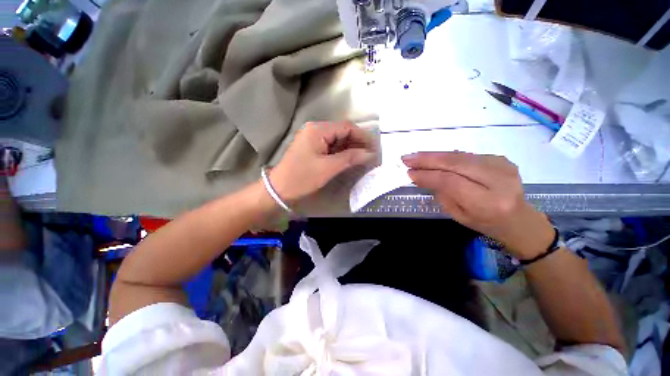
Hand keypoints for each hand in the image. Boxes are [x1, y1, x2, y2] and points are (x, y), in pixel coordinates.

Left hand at [270, 122, 375, 202]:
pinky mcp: (312, 147)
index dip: (362, 136)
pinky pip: (331, 146)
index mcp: (318, 129)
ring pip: (337, 139)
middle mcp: (315, 129)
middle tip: (371, 154)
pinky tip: (350, 159)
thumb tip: (370, 154)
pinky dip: (341, 152)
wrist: (279, 189)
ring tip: (363, 158)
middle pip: (342, 131)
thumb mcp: (328, 168)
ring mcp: (313, 138)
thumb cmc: (302, 178)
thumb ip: (350, 158)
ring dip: (350, 148)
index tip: (374, 148)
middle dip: (357, 142)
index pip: (346, 127)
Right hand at [402, 152, 554, 259]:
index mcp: (488, 202)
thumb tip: (422, 176)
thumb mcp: (459, 215)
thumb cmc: (485, 223)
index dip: (428, 175)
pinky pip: (466, 155)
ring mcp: (502, 166)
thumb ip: (441, 193)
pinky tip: (434, 158)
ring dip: (434, 155)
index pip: (451, 182)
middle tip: (407, 158)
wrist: (519, 219)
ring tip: (415, 156)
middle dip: (427, 159)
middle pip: (456, 163)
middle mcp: (498, 180)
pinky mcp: (500, 159)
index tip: (409, 173)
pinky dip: (447, 156)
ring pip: (459, 156)